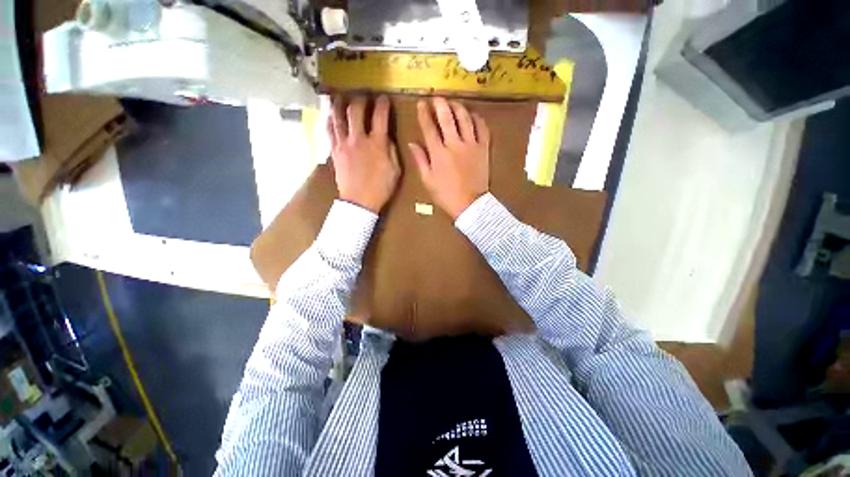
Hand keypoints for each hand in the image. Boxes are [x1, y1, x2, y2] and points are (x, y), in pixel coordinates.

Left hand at [328, 95, 400, 212]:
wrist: (360, 202)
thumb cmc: (381, 188)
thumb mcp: (395, 171)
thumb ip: (392, 151)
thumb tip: (386, 137)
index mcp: (377, 144)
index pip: (380, 117)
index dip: (383, 104)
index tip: (384, 98)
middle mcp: (359, 139)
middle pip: (356, 110)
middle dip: (361, 99)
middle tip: (363, 96)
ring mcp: (344, 144)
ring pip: (338, 117)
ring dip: (340, 104)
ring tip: (341, 97)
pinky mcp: (334, 151)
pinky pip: (329, 131)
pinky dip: (330, 120)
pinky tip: (330, 114)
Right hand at [409, 97, 490, 219]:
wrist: (470, 204)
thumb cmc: (445, 194)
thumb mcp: (428, 180)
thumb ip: (420, 160)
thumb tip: (412, 143)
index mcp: (439, 153)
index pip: (429, 127)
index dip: (424, 114)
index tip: (421, 103)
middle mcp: (455, 144)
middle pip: (447, 117)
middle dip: (440, 104)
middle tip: (437, 97)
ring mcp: (471, 145)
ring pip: (465, 118)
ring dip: (458, 107)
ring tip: (453, 102)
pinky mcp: (483, 148)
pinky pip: (482, 128)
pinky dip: (477, 119)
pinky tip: (473, 115)